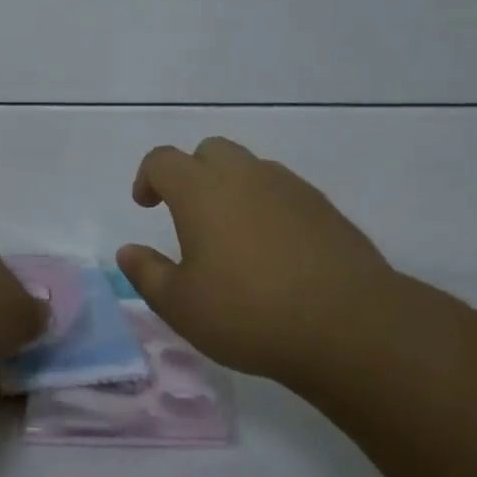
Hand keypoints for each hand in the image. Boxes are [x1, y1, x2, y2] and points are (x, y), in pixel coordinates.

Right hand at [116, 137, 403, 382]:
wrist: (349, 325)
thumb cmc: (249, 313)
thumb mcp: (181, 305)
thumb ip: (147, 273)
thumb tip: (127, 251)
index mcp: (201, 191)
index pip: (163, 160)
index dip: (148, 177)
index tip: (146, 205)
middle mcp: (244, 176)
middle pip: (210, 150)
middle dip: (191, 172)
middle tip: (188, 214)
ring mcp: (289, 187)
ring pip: (250, 167)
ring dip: (232, 187)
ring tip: (232, 234)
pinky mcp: (324, 207)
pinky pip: (283, 191)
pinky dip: (266, 205)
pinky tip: (273, 249)